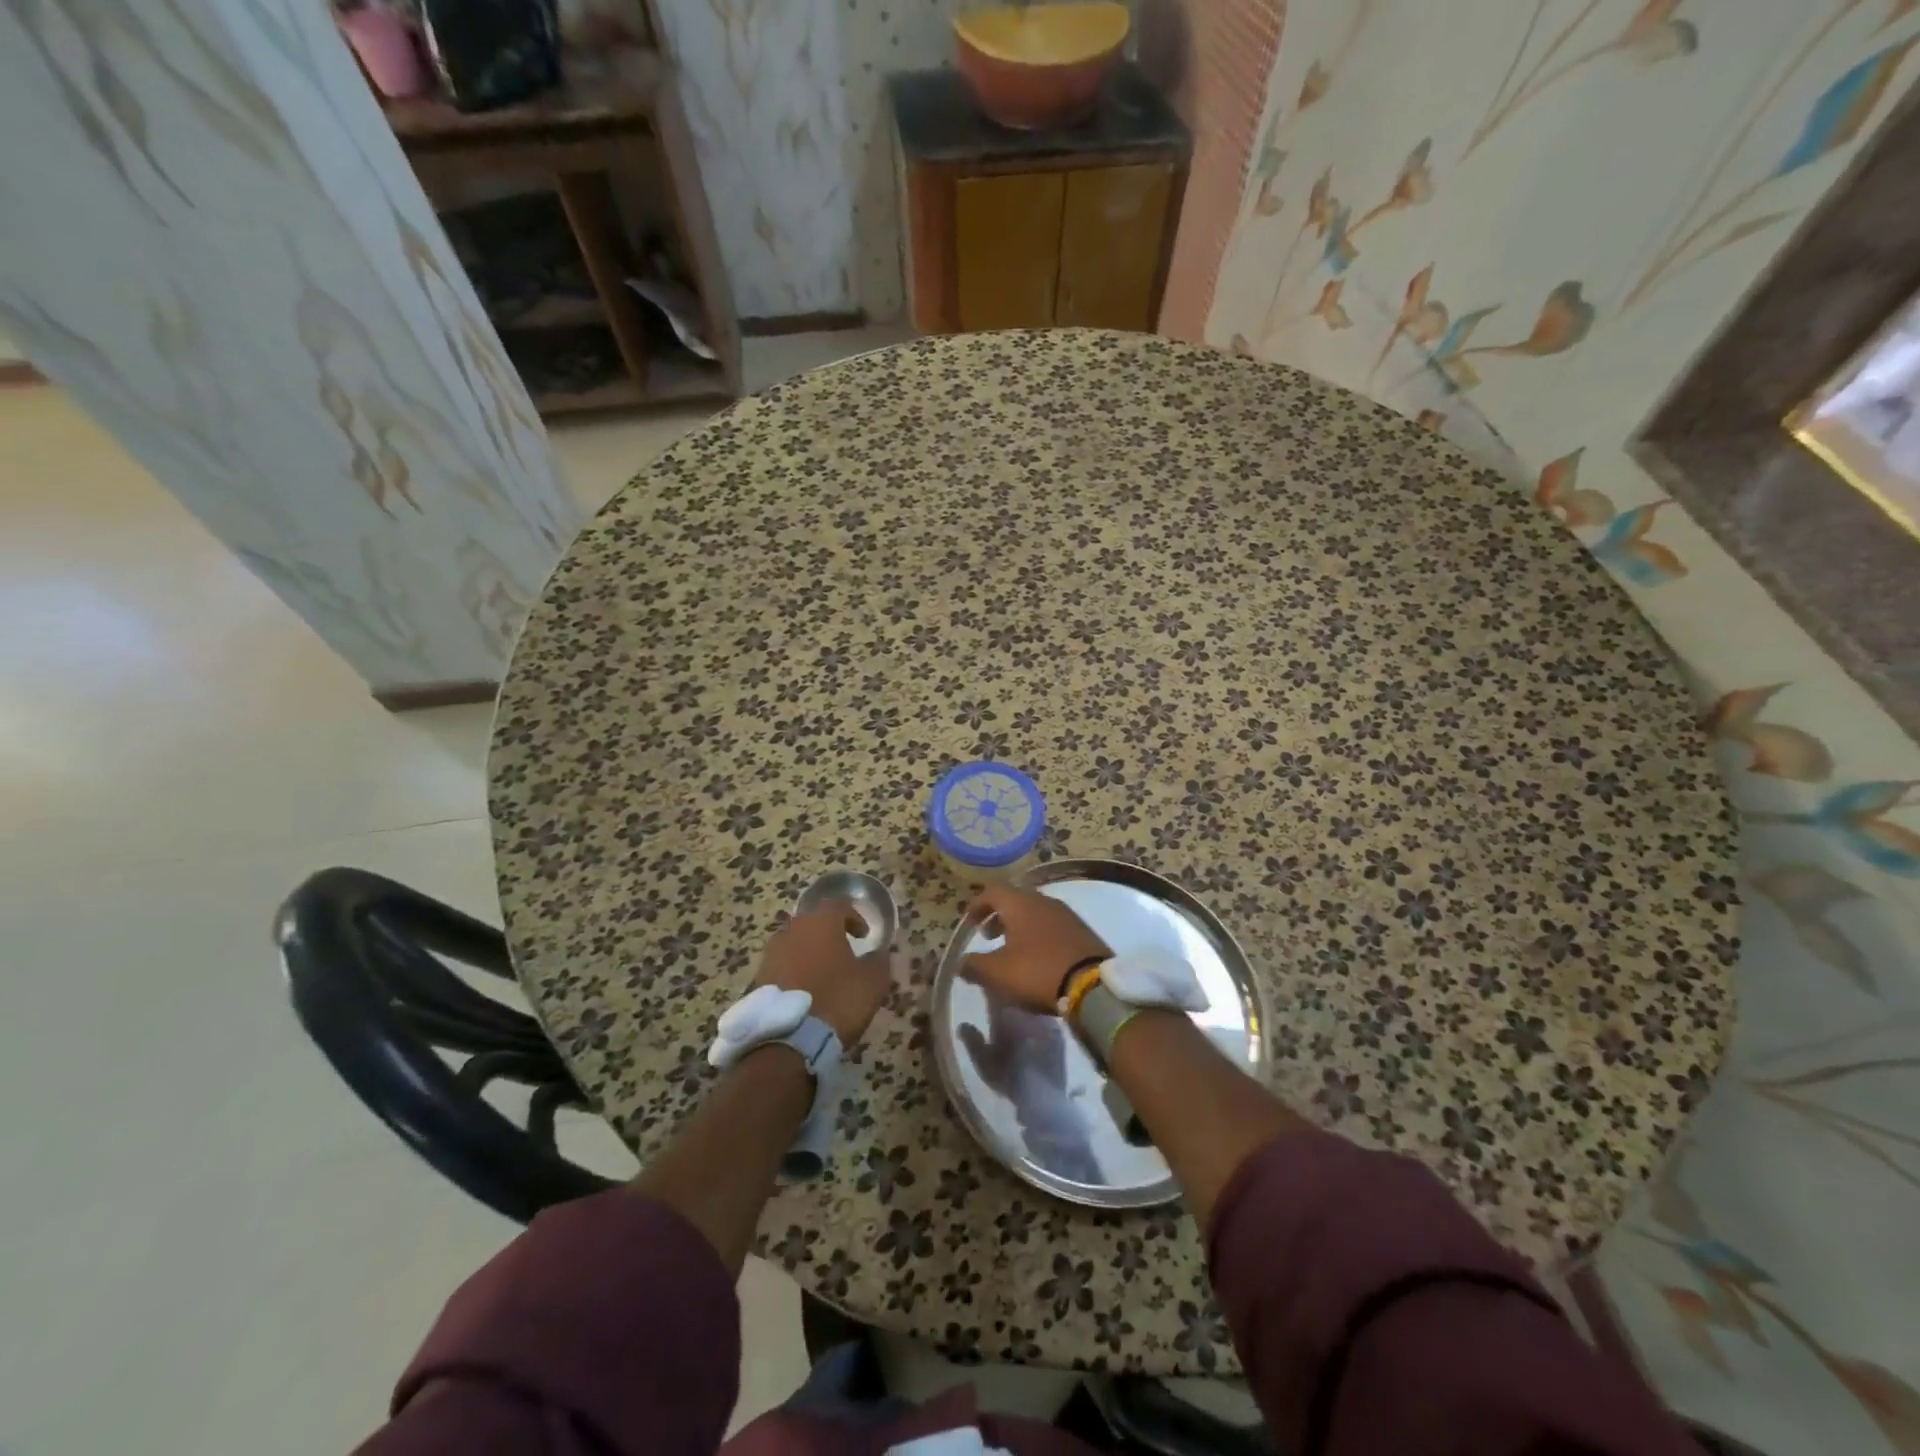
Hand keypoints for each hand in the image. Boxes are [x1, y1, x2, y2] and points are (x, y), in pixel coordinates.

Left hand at [756, 900, 892, 1046]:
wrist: (789, 1038)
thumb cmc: (837, 1000)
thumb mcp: (873, 982)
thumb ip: (879, 960)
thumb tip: (878, 953)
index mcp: (822, 922)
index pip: (839, 905)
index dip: (854, 917)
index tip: (864, 936)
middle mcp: (793, 929)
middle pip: (813, 922)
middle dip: (829, 933)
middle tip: (842, 951)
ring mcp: (772, 953)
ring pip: (794, 942)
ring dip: (809, 952)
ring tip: (822, 973)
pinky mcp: (758, 977)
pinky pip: (781, 965)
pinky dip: (794, 971)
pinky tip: (804, 991)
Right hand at [962, 883, 1109, 1014]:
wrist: (1093, 986)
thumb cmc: (1038, 972)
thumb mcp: (998, 973)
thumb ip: (975, 965)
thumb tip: (961, 963)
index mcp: (1020, 903)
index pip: (993, 891)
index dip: (978, 905)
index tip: (970, 922)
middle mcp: (1043, 901)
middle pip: (1015, 899)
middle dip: (999, 916)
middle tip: (989, 936)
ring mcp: (1066, 914)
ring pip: (1035, 912)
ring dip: (1019, 926)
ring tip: (1012, 950)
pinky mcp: (1082, 931)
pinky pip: (1052, 925)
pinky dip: (1038, 935)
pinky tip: (1038, 957)